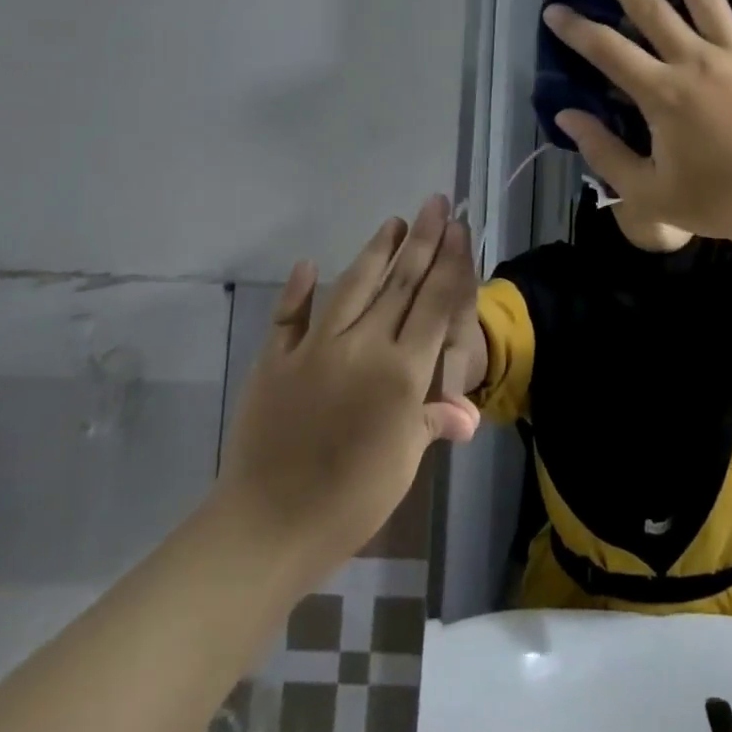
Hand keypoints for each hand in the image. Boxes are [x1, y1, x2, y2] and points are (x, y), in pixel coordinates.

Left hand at [217, 198, 480, 571]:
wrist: (267, 528)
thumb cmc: (351, 500)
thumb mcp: (405, 461)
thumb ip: (431, 421)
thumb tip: (465, 414)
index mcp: (402, 371)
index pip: (435, 302)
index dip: (449, 262)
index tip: (456, 227)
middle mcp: (364, 347)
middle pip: (400, 283)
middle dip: (422, 240)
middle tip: (434, 203)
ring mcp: (315, 349)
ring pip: (352, 287)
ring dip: (375, 252)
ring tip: (393, 222)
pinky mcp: (276, 362)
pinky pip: (289, 317)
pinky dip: (298, 290)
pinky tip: (307, 264)